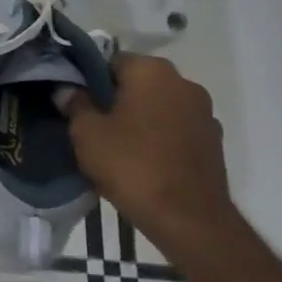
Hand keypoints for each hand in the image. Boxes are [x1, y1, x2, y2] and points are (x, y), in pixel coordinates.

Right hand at [60, 53, 233, 247]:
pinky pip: (176, 129)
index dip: (88, 79)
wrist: (190, 221)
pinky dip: (160, 137)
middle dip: (115, 98)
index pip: (110, 61)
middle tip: (92, 124)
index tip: (75, 102)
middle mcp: (183, 83)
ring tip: (117, 146)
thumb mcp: (87, 133)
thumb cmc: (132, 165)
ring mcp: (204, 113)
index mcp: (152, 71)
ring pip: (159, 106)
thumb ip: (75, 104)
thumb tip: (66, 89)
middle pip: (137, 82)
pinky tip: (143, 161)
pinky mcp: (214, 142)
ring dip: (140, 118)